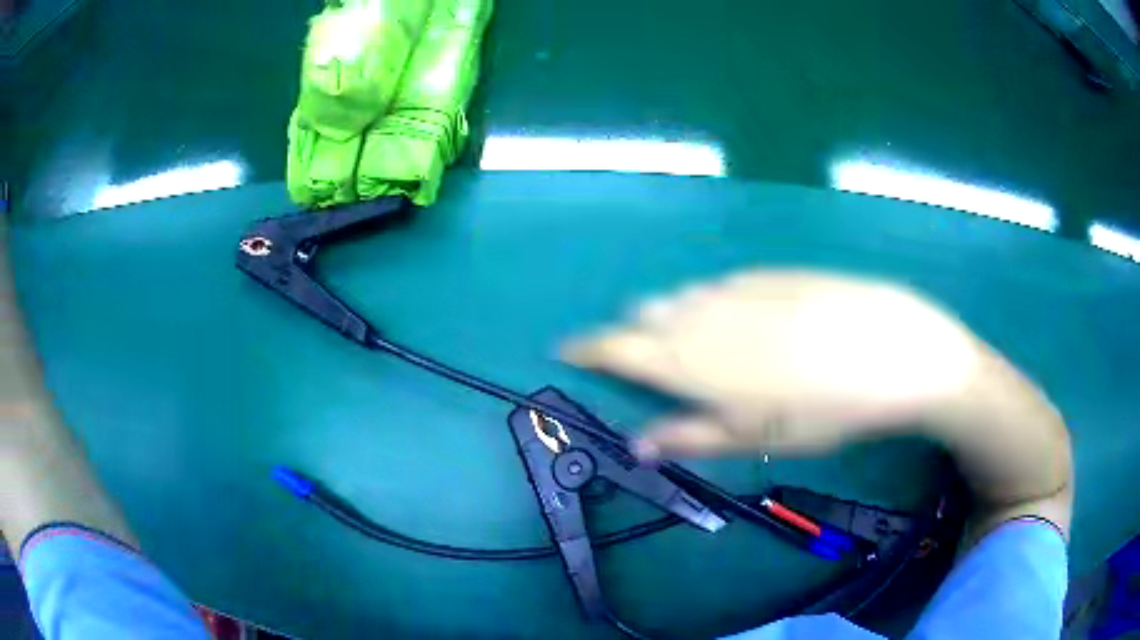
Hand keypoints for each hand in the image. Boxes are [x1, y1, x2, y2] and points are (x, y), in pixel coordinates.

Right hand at [563, 271, 985, 457]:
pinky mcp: (768, 272)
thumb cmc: (823, 409)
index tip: (567, 349)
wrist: (891, 349)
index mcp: (688, 358)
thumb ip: (691, 437)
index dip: (586, 347)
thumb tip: (638, 445)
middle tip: (650, 362)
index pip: (615, 345)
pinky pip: (719, 284)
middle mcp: (700, 312)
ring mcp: (736, 286)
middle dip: (634, 336)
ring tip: (695, 343)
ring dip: (673, 318)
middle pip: (644, 316)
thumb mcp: (755, 436)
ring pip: (682, 297)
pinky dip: (711, 302)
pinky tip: (740, 319)